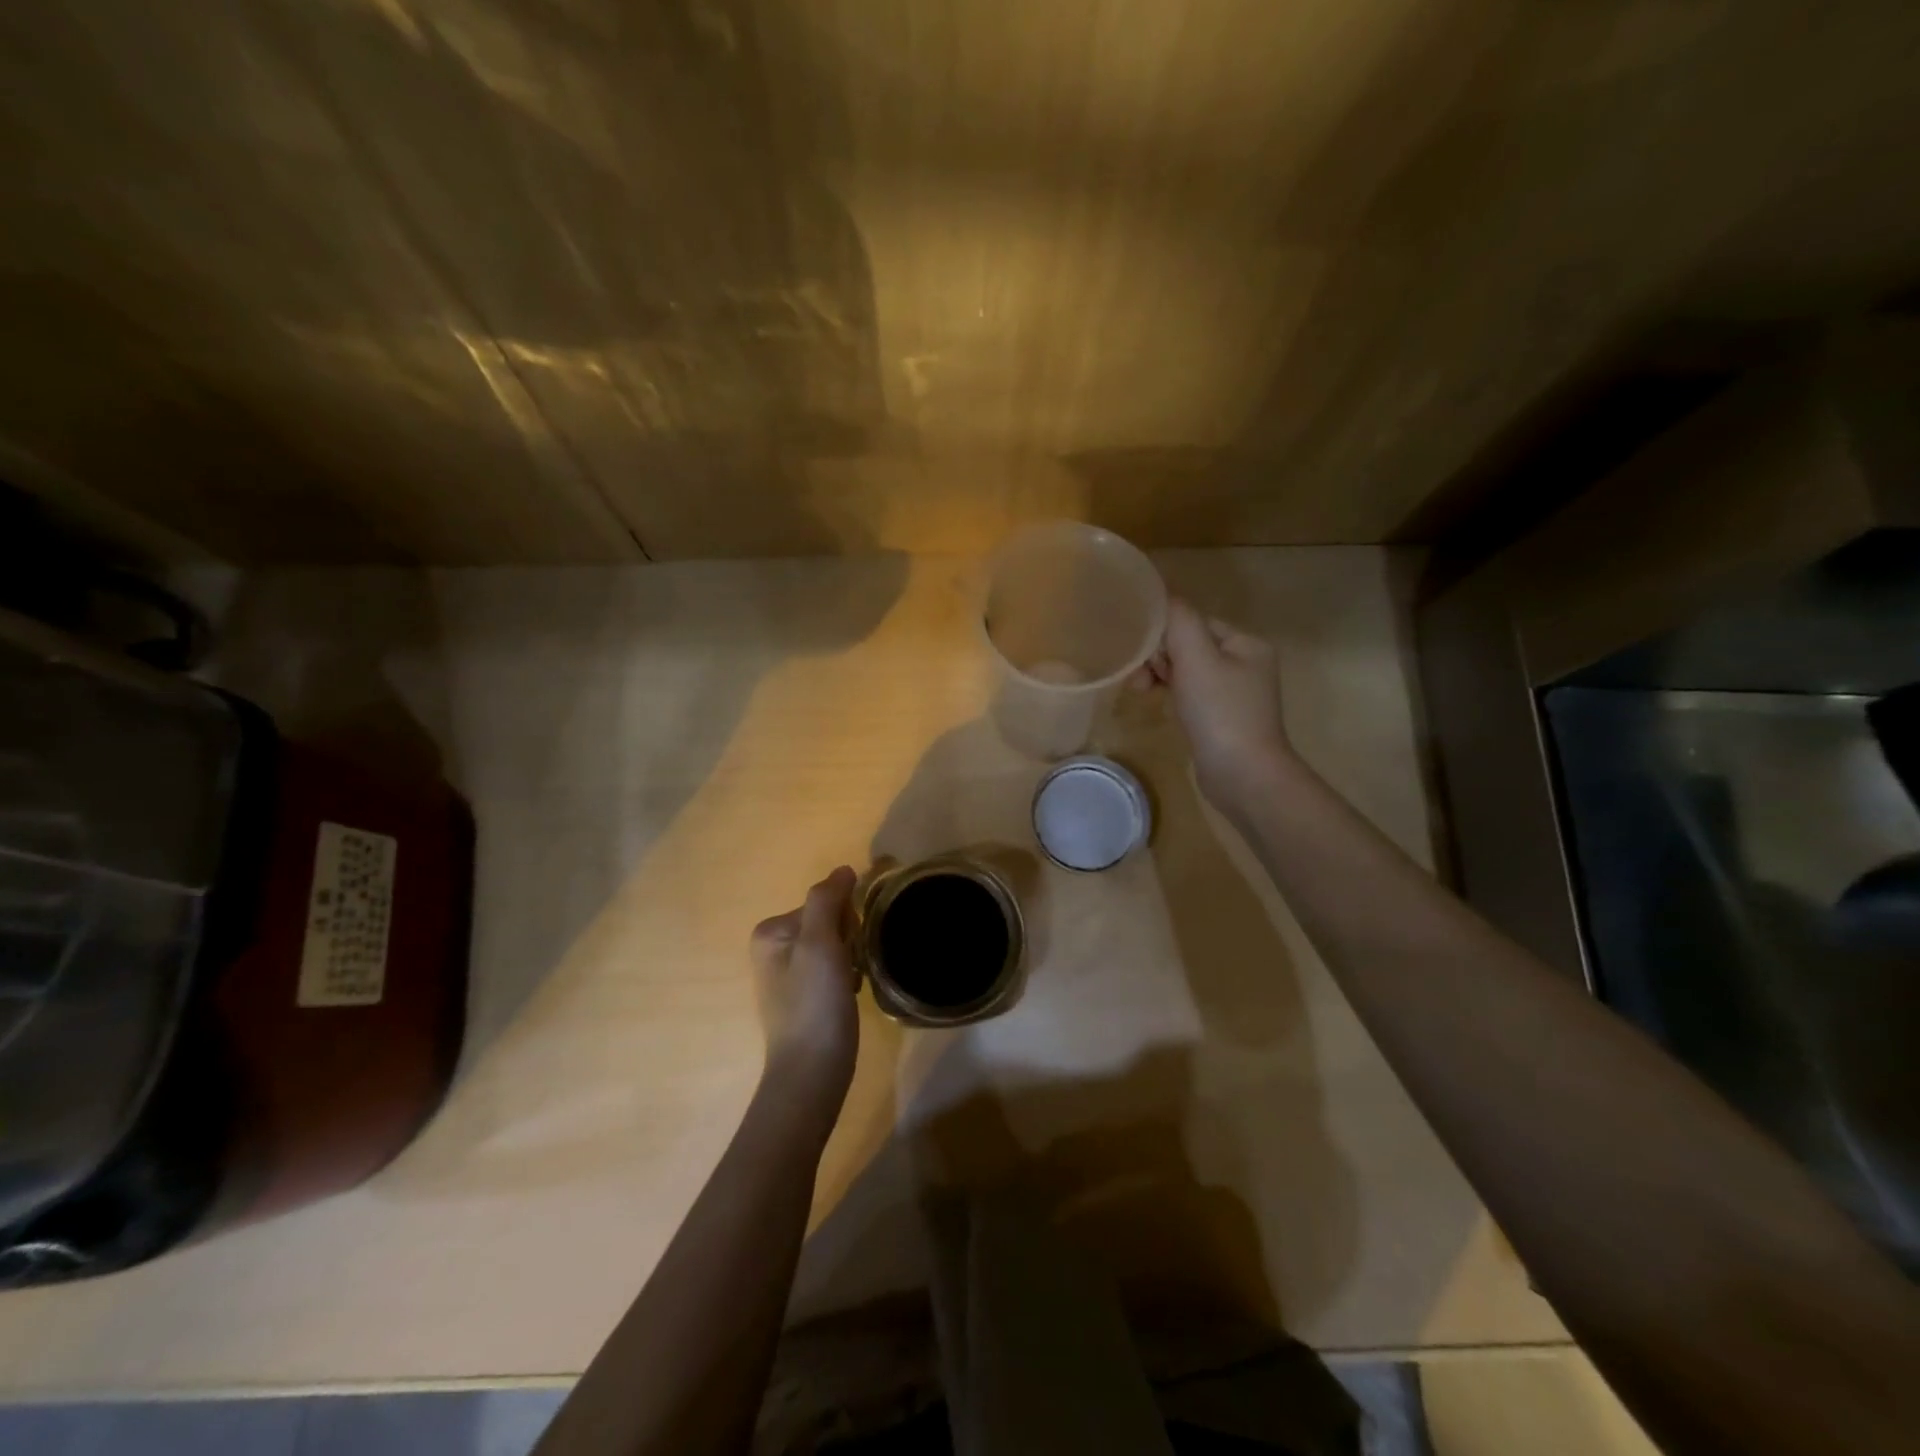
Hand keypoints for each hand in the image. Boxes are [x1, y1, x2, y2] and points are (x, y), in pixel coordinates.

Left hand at [750, 867, 859, 1101]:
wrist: (812, 1072)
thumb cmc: (815, 1003)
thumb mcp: (820, 943)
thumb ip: (827, 900)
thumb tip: (843, 869)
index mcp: (771, 931)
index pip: (824, 902)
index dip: (846, 920)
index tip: (848, 947)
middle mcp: (773, 949)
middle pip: (829, 922)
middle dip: (849, 940)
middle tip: (850, 969)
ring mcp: (788, 975)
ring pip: (836, 945)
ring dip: (852, 959)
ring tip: (851, 986)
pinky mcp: (804, 998)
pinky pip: (834, 969)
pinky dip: (847, 978)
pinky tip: (849, 997)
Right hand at [1136, 597, 1295, 802]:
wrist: (1243, 776)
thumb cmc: (1220, 713)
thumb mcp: (1196, 658)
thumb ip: (1178, 621)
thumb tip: (1161, 596)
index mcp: (1246, 643)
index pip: (1195, 622)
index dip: (1164, 635)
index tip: (1143, 657)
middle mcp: (1246, 663)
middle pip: (1190, 645)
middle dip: (1160, 658)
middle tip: (1139, 680)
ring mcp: (1236, 694)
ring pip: (1188, 671)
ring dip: (1162, 676)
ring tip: (1142, 693)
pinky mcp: (1224, 719)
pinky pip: (1192, 695)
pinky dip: (1173, 696)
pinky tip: (1160, 706)